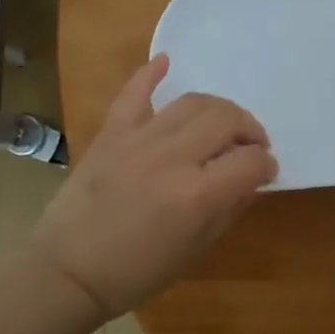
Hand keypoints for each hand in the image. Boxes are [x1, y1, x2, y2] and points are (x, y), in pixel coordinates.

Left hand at [30, 56, 275, 321]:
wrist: (68, 271)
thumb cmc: (137, 272)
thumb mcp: (195, 249)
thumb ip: (228, 208)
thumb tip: (251, 180)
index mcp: (197, 195)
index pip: (250, 161)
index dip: (266, 164)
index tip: (265, 171)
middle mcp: (172, 158)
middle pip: (226, 119)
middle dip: (249, 129)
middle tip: (250, 145)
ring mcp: (139, 140)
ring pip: (192, 102)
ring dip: (218, 108)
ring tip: (223, 124)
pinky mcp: (111, 133)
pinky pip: (134, 93)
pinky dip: (150, 73)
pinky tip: (167, 62)